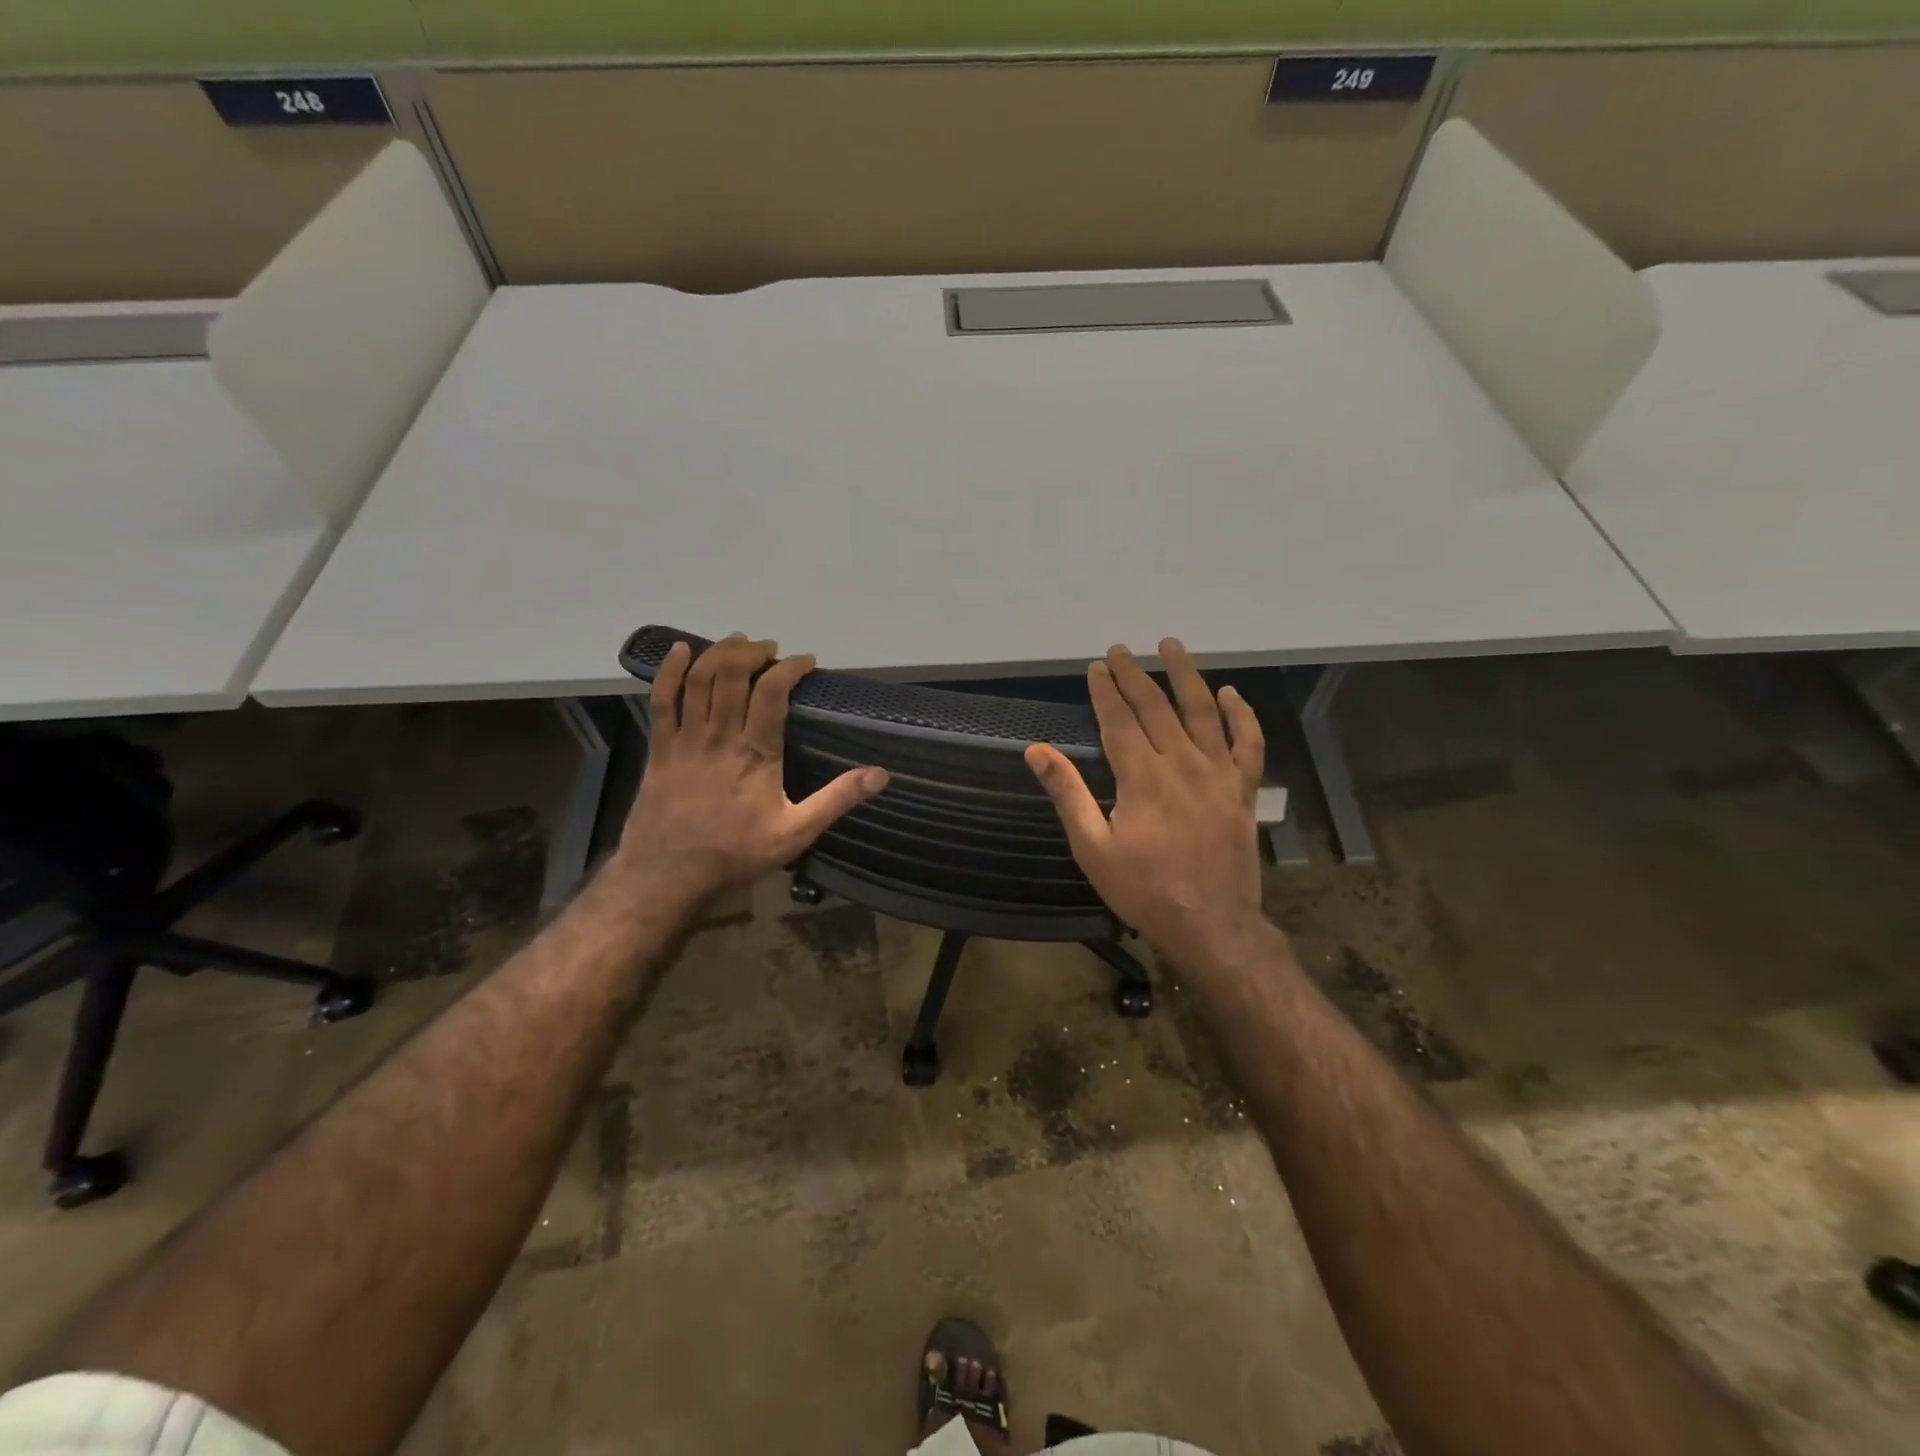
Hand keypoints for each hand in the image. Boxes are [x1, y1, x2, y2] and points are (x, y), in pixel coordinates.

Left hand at [614, 634, 888, 909]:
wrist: (667, 875)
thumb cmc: (735, 853)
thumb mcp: (796, 833)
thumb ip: (837, 800)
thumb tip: (880, 774)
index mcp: (756, 753)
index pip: (772, 693)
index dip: (789, 668)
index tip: (806, 661)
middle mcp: (720, 737)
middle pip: (732, 676)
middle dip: (753, 652)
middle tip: (770, 648)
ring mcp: (686, 739)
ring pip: (699, 680)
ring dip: (719, 653)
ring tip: (738, 642)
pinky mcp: (660, 748)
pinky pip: (661, 699)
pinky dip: (669, 671)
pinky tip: (679, 650)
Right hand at [1026, 640, 1266, 969]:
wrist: (1210, 925)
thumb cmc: (1143, 890)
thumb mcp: (1092, 848)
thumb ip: (1067, 794)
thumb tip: (1036, 751)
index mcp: (1142, 778)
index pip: (1120, 720)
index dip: (1106, 691)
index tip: (1096, 667)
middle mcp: (1182, 765)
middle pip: (1156, 708)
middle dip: (1135, 675)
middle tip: (1121, 650)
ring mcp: (1218, 775)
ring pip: (1203, 712)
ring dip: (1186, 676)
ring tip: (1171, 646)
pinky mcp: (1243, 791)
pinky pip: (1248, 744)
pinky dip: (1241, 716)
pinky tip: (1230, 694)